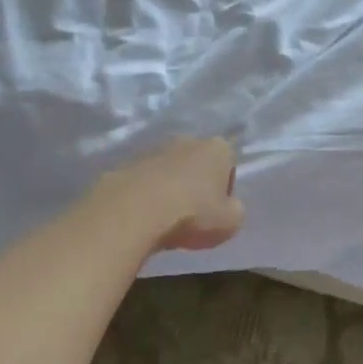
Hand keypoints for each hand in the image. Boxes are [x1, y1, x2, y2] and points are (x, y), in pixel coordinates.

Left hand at [98, 137, 245, 252]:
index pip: (230, 164)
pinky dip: (147, 196)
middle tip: (194, 215)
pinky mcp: (128, 164)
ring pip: (170, 171)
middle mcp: (187, 141)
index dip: (226, 188)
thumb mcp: (230, 222)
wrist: (134, 211)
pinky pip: (146, 181)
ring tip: (166, 219)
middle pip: (198, 164)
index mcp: (217, 148)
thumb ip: (235, 211)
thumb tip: (229, 207)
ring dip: (171, 189)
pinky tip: (145, 217)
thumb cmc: (192, 214)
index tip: (218, 210)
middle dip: (197, 185)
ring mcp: (155, 150)